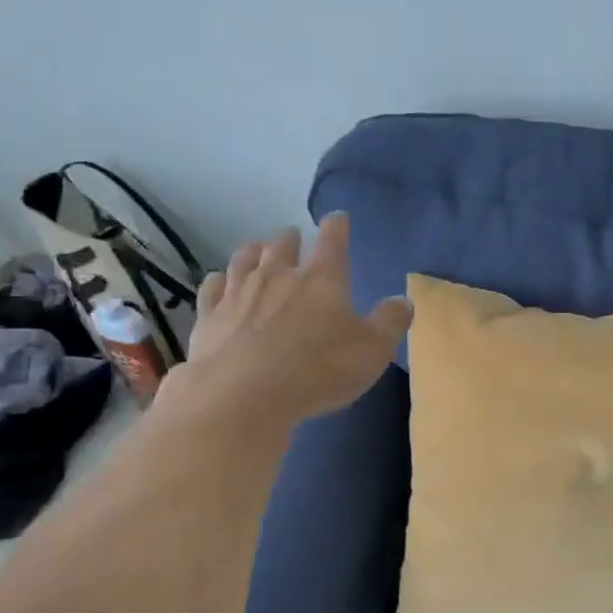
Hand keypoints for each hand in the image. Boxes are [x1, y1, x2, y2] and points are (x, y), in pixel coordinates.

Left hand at [164, 212, 411, 425]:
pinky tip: (219, 282)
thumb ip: (389, 323)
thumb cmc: (317, 370)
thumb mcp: (372, 351)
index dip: (337, 226)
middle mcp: (278, 276)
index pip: (332, 241)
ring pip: (244, 258)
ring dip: (253, 251)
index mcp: (322, 280)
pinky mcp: (209, 315)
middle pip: (282, 244)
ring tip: (257, 249)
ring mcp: (239, 292)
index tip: (338, 218)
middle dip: (290, 238)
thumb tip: (403, 300)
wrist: (242, 394)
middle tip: (293, 236)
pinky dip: (219, 280)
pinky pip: (212, 286)